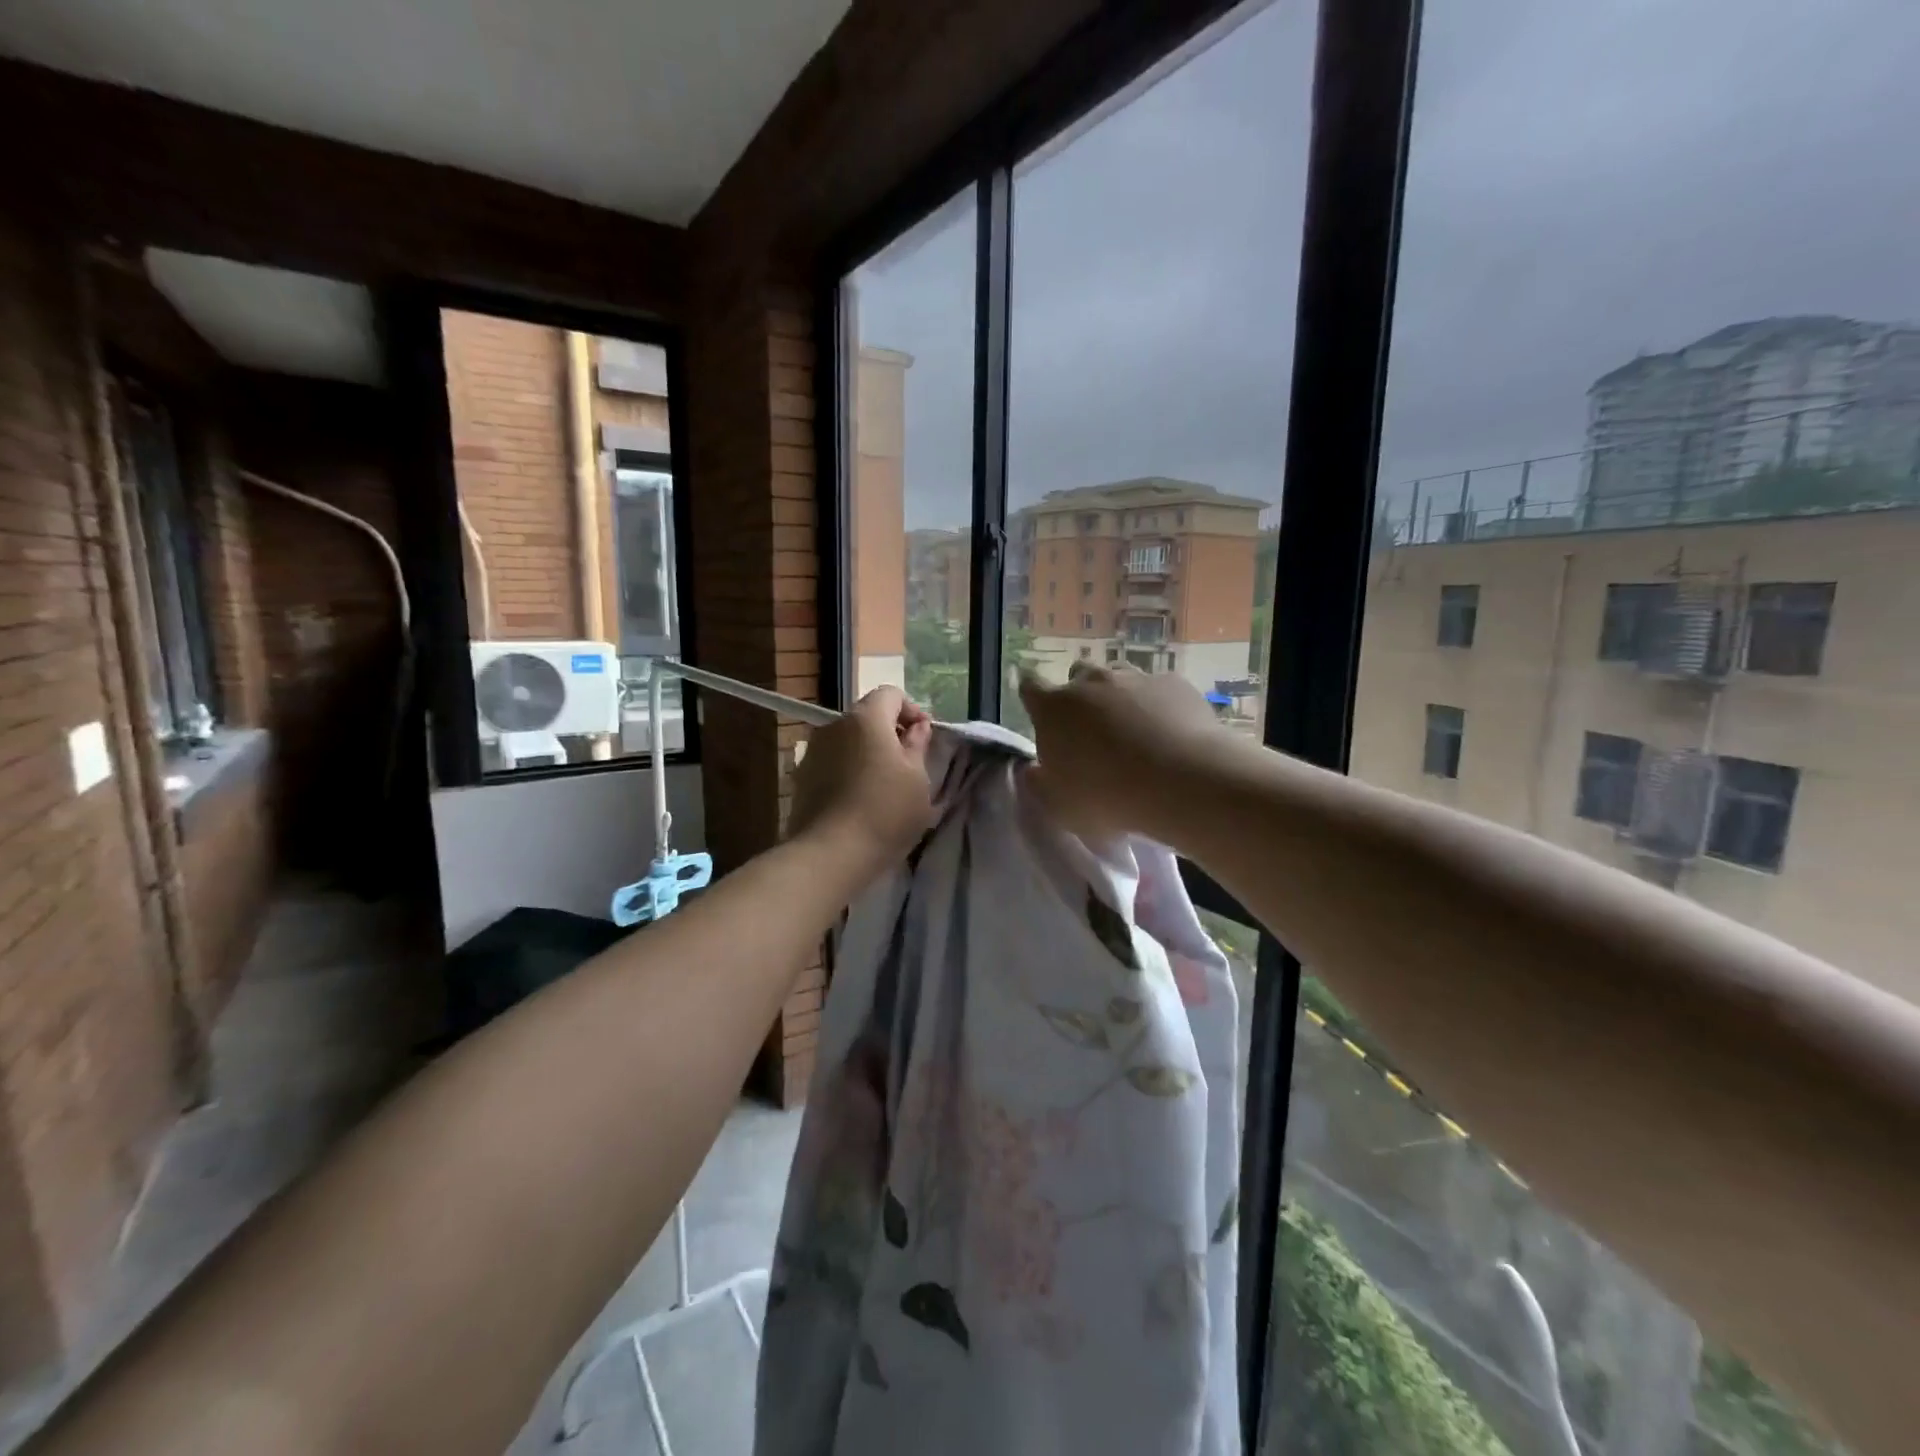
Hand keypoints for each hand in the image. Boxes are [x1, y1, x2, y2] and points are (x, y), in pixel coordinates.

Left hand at [789, 687, 934, 873]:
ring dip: (867, 753)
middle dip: (889, 733)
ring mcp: (813, 752)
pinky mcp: (801, 779)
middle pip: (867, 717)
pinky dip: (849, 772)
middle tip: (909, 763)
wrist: (830, 854)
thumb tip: (916, 728)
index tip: (924, 738)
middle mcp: (833, 726)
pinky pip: (832, 764)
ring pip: (848, 742)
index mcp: (865, 719)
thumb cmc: (885, 812)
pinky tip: (859, 801)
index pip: (890, 694)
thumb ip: (918, 745)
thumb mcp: (918, 780)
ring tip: (883, 785)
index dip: (912, 710)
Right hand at [1017, 665, 1226, 840]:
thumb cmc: (1107, 797)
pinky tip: (1169, 734)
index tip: (1038, 710)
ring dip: (1120, 698)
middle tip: (1091, 731)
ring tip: (1133, 731)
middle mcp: (1091, 682)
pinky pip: (1159, 689)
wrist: (1182, 782)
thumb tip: (1035, 769)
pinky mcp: (1174, 684)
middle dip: (1080, 697)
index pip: (1030, 686)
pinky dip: (1158, 706)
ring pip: (1119, 678)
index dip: (1032, 695)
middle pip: (1078, 676)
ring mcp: (1135, 678)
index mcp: (1053, 708)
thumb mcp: (1059, 806)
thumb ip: (1040, 783)